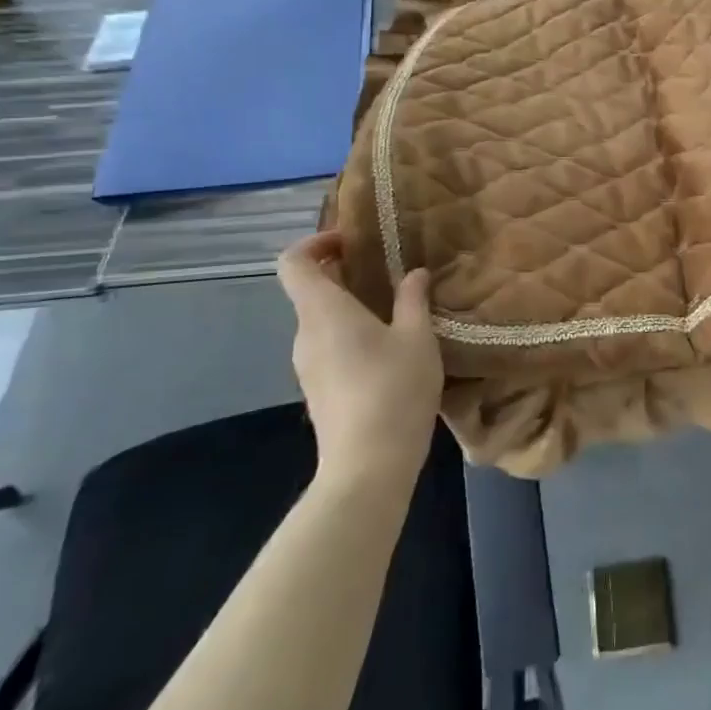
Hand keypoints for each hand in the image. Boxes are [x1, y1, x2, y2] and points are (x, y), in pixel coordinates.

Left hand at [276, 232, 442, 478]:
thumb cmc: (393, 390)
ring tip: (396, 310)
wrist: (368, 467)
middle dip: (344, 273)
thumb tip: (414, 274)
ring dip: (351, 306)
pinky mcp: (318, 391)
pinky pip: (328, 346)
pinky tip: (389, 350)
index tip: (351, 242)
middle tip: (387, 272)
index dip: (315, 243)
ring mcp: (307, 366)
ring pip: (322, 321)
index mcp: (324, 312)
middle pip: (310, 290)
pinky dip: (351, 334)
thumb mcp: (417, 337)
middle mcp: (306, 334)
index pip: (293, 263)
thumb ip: (413, 299)